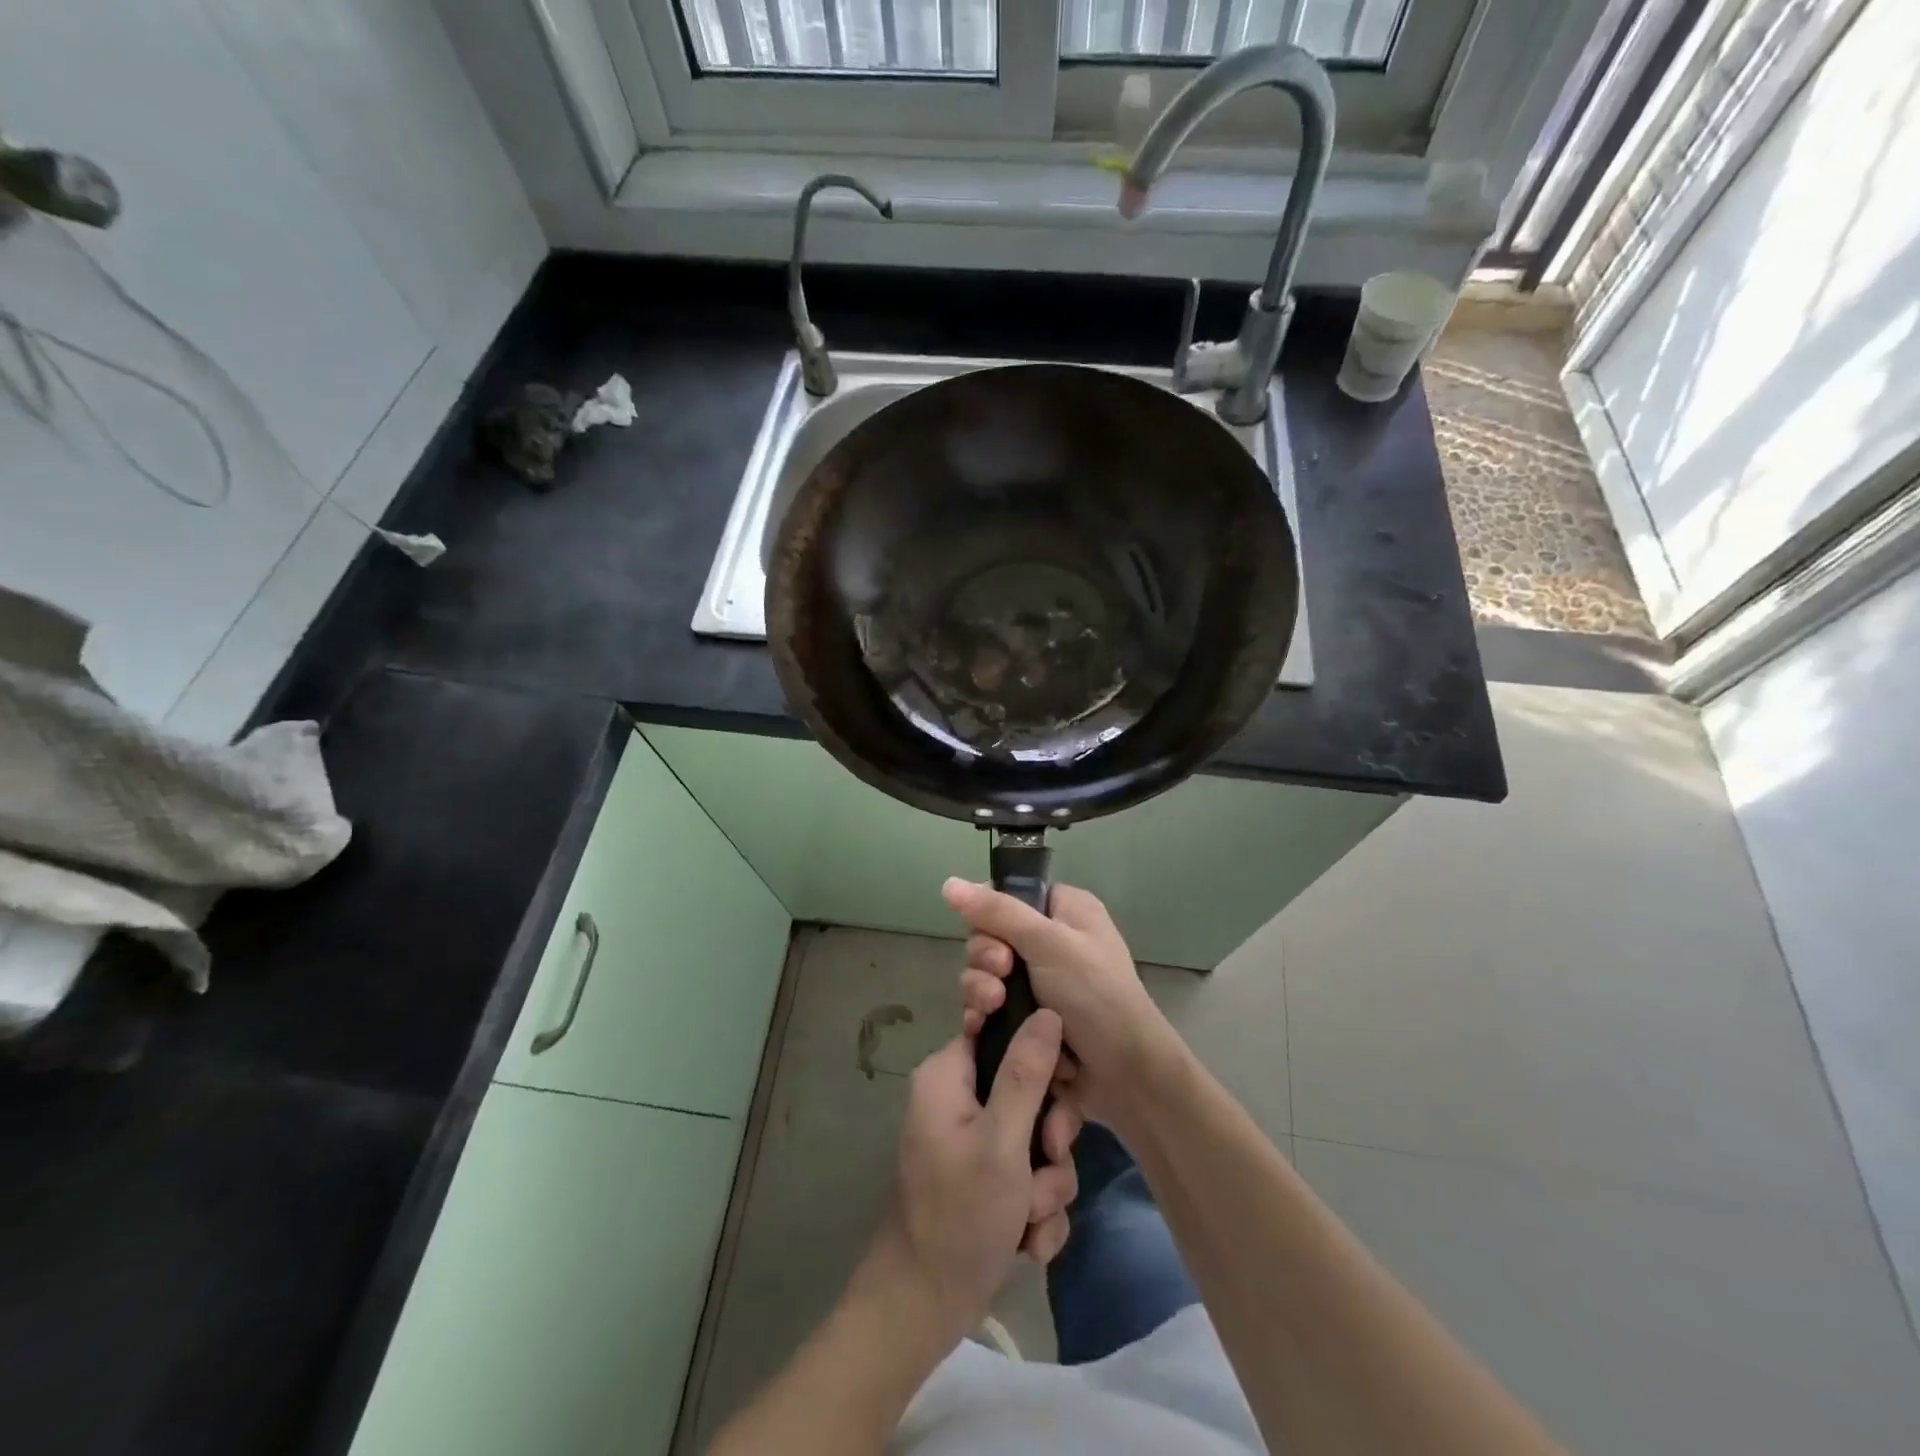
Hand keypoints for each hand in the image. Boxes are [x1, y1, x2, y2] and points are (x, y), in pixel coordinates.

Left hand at [873, 1011, 1079, 1347]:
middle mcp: (958, 1100)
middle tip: (1045, 1165)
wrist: (923, 1308)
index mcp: (948, 1075)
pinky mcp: (986, 1180)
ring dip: (1046, 1184)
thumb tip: (1048, 1011)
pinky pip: (1030, 1177)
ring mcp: (973, 1143)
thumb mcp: (1001, 1141)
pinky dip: (1035, 1210)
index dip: (1040, 1057)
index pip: (1003, 1033)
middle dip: (1047, 1142)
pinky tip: (1026, 1241)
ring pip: (1037, 1142)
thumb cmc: (959, 1215)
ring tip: (1028, 1218)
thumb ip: (1027, 1074)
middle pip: (1028, 1092)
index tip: (1062, 1086)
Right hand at [945, 877, 1179, 1130]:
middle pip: (990, 936)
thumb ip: (997, 912)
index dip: (989, 913)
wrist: (1124, 1076)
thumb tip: (947, 882)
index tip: (990, 933)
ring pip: (985, 974)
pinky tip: (979, 1027)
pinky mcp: (1025, 1020)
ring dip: (981, 990)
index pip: (1009, 895)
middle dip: (986, 958)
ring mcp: (1037, 983)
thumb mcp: (1048, 943)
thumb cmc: (1095, 995)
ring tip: (994, 1007)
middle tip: (1001, 975)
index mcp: (1064, 911)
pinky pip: (988, 1008)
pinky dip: (981, 1015)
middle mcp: (1050, 942)